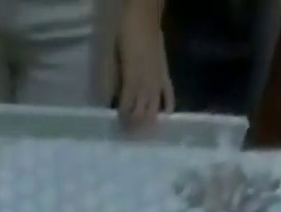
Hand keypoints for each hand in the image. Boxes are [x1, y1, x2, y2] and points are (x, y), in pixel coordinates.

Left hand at [114, 0, 173, 127]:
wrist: (145, 13)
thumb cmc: (126, 33)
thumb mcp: (114, 58)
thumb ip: (114, 81)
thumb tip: (112, 100)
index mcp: (131, 82)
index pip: (125, 110)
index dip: (120, 118)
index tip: (115, 124)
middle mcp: (145, 86)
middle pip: (139, 115)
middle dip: (132, 124)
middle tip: (126, 128)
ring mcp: (156, 82)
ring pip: (152, 111)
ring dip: (146, 121)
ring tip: (141, 126)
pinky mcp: (165, 75)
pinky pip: (169, 95)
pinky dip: (168, 107)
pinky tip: (165, 116)